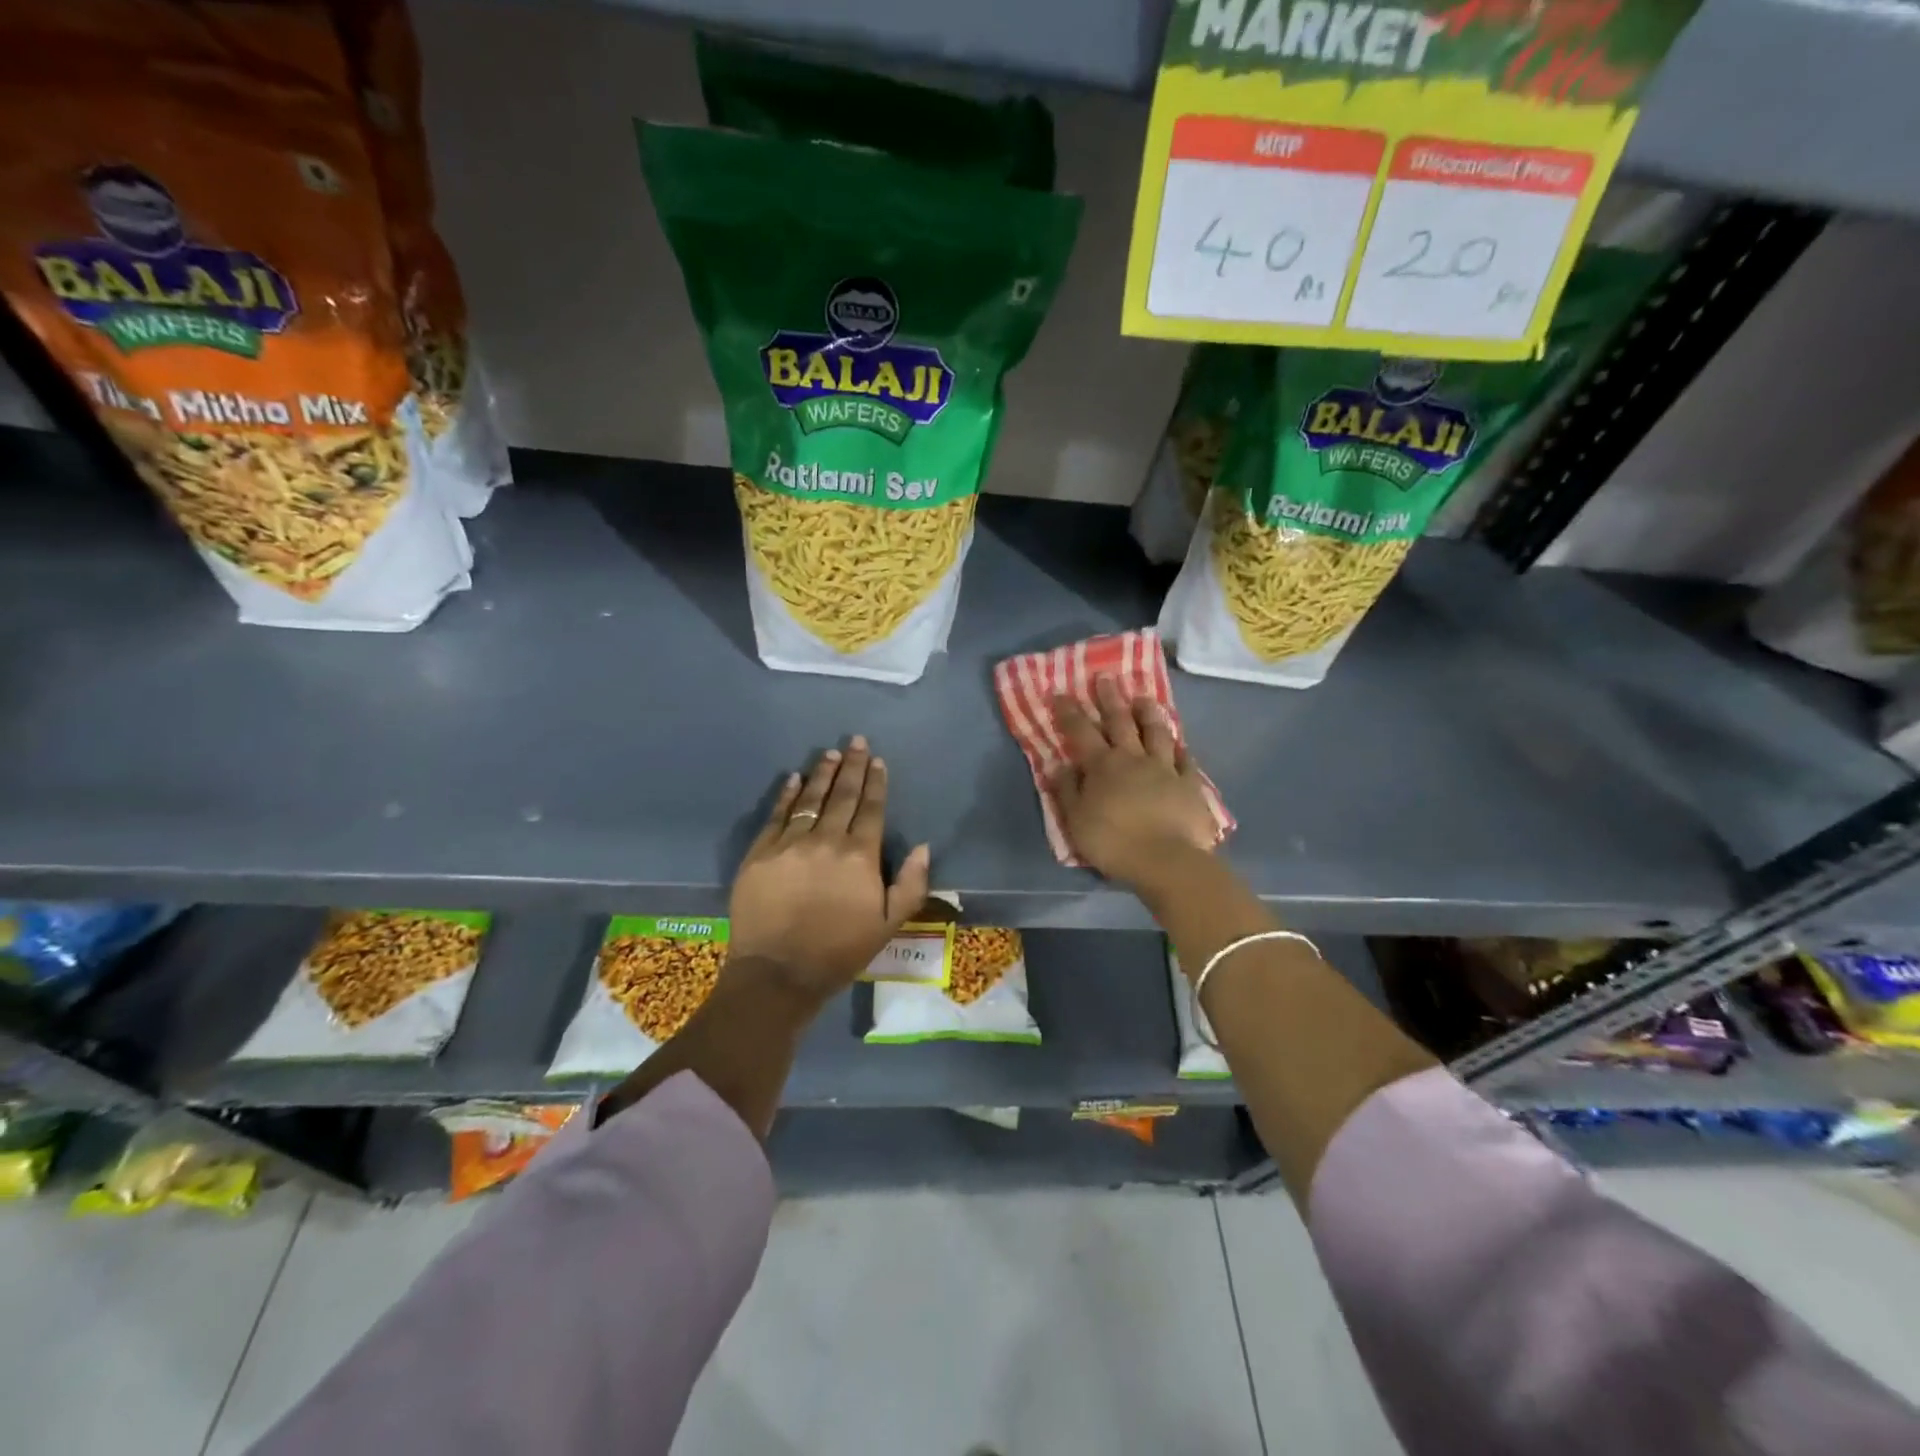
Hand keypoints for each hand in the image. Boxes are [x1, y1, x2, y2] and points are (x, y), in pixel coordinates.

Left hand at [728, 736, 930, 1001]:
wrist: (778, 973)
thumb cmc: (839, 951)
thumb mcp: (888, 925)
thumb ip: (910, 884)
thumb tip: (922, 846)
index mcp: (860, 856)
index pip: (871, 809)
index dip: (876, 783)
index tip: (878, 761)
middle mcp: (826, 840)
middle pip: (843, 795)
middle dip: (852, 766)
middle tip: (856, 741)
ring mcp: (790, 844)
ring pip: (809, 799)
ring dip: (822, 774)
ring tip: (830, 754)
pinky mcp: (760, 853)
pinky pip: (776, 816)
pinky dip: (786, 795)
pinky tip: (793, 779)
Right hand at [1050, 675, 1216, 888]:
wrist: (1167, 861)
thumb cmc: (1114, 842)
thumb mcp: (1076, 820)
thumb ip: (1067, 790)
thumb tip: (1057, 764)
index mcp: (1102, 766)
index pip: (1081, 732)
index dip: (1069, 712)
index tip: (1060, 693)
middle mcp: (1133, 758)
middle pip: (1120, 722)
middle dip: (1110, 699)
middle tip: (1106, 677)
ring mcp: (1165, 769)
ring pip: (1157, 733)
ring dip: (1148, 713)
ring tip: (1143, 698)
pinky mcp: (1190, 784)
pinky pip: (1185, 760)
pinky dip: (1180, 748)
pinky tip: (1179, 742)